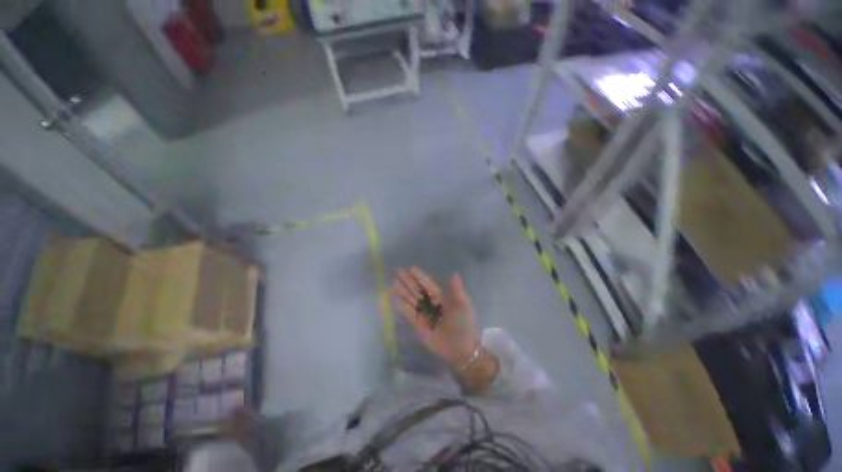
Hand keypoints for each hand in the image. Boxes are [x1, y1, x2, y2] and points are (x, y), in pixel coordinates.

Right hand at [392, 267, 480, 367]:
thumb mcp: (463, 305)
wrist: (461, 349)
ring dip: (402, 290)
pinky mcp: (418, 324)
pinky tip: (395, 296)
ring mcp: (424, 314)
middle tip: (398, 271)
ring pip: (411, 299)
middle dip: (408, 281)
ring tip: (393, 281)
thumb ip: (457, 289)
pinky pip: (408, 312)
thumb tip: (454, 273)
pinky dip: (402, 304)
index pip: (428, 285)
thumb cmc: (464, 324)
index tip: (411, 268)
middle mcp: (431, 304)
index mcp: (442, 298)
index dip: (420, 277)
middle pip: (417, 290)